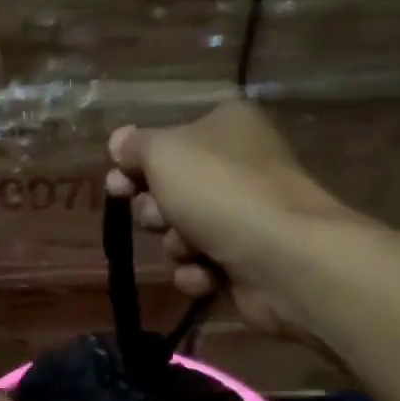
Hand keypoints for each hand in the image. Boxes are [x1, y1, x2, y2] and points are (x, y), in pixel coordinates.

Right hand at [106, 100, 356, 339]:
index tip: (116, 184)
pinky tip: (208, 274)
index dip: (135, 165)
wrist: (283, 258)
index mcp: (226, 126)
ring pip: (181, 232)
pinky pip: (202, 265)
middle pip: (171, 189)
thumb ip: (134, 146)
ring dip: (176, 244)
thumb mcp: (164, 153)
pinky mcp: (248, 260)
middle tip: (160, 216)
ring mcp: (246, 215)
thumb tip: (119, 141)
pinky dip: (197, 272)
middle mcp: (239, 166)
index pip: (167, 141)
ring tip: (191, 249)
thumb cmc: (220, 191)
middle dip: (156, 210)